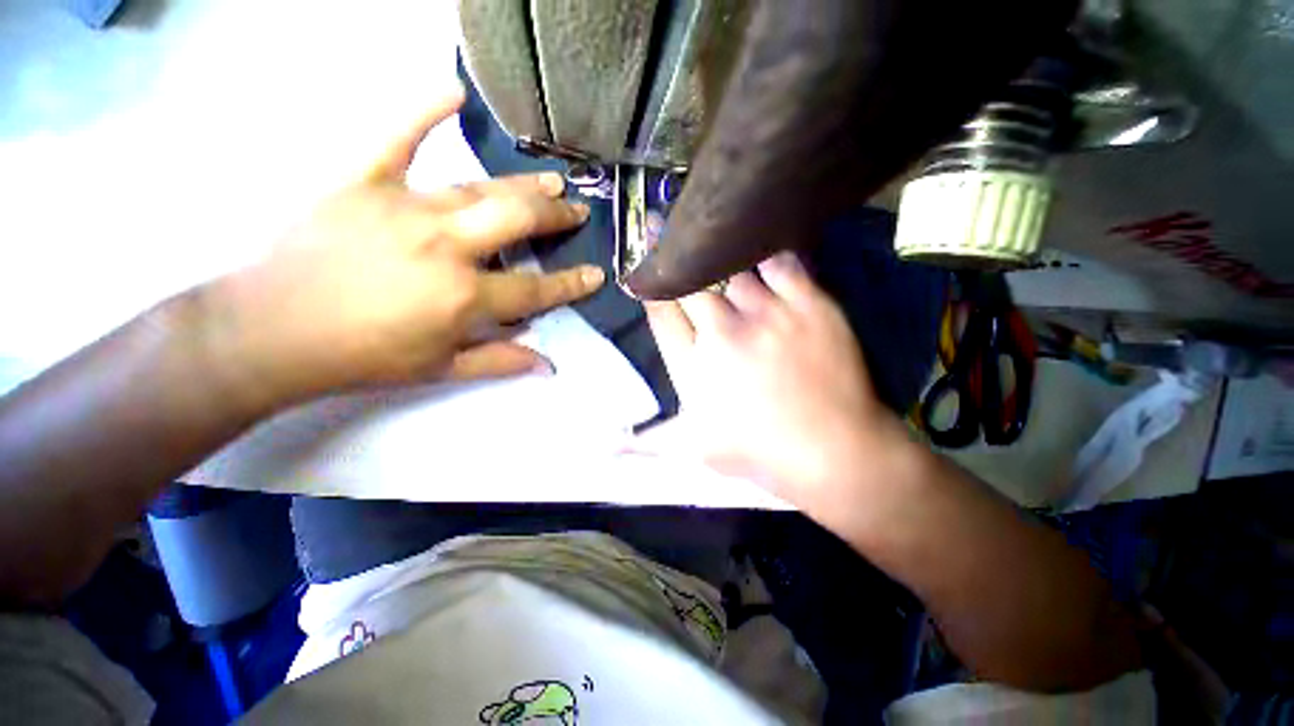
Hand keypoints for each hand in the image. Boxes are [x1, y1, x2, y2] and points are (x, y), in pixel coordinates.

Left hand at [196, 87, 603, 409]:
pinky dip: (423, 111)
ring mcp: (404, 208)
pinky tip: (454, 92)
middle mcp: (446, 247)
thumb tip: (550, 365)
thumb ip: (501, 362)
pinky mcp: (361, 183)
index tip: (596, 274)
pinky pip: (396, 139)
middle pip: (517, 222)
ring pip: (479, 188)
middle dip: (555, 217)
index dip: (572, 284)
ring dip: (522, 184)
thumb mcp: (440, 370)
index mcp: (465, 297)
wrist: (270, 333)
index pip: (536, 289)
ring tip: (552, 178)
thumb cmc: (362, 357)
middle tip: (576, 211)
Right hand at [633, 253, 905, 506]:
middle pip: (689, 282)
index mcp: (693, 367)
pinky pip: (780, 263)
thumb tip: (607, 446)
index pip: (661, 311)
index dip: (649, 285)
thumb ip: (649, 441)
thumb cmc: (760, 453)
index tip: (643, 268)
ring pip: (732, 267)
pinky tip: (761, 254)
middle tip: (662, 230)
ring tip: (715, 241)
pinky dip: (767, 257)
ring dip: (720, 257)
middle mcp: (723, 333)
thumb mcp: (695, 450)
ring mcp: (768, 315)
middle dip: (672, 258)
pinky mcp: (809, 304)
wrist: (836, 453)